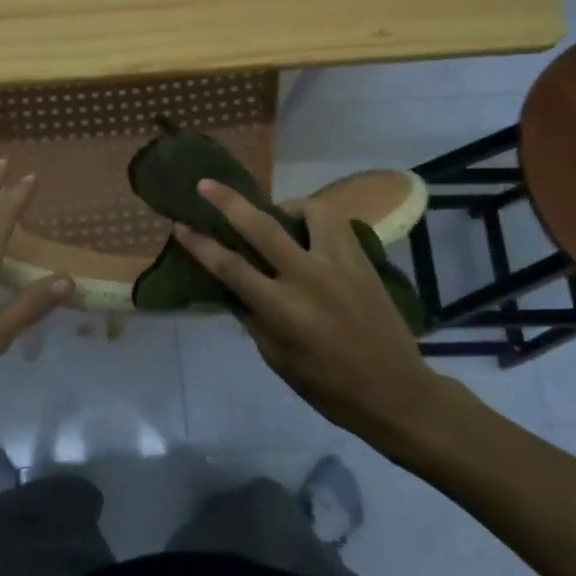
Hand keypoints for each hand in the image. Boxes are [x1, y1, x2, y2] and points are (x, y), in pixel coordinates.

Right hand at [172, 180, 474, 449]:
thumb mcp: (277, 358)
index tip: (180, 226)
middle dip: (229, 202)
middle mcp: (307, 277)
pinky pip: (338, 225)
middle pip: (261, 227)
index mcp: (281, 308)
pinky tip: (312, 235)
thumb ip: (254, 318)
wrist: (394, 391)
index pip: (230, 267)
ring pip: (311, 211)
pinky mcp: (364, 262)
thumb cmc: (328, 386)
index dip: (200, 245)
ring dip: (288, 206)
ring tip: (281, 216)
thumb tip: (236, 289)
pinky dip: (319, 222)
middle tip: (206, 184)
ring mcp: (340, 265)